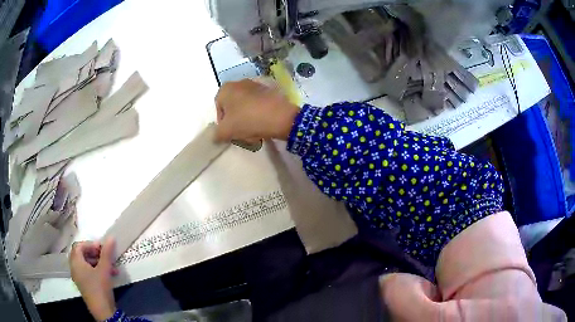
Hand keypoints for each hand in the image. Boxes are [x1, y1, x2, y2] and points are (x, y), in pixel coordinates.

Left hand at [70, 238, 117, 320]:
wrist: (102, 311)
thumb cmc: (100, 287)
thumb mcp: (104, 269)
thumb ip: (107, 253)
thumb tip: (111, 238)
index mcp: (76, 262)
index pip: (79, 246)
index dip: (90, 244)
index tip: (102, 248)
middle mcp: (74, 268)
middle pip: (81, 254)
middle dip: (94, 254)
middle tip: (105, 256)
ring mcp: (78, 277)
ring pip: (86, 264)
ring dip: (97, 263)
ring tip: (111, 268)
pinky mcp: (84, 285)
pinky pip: (87, 272)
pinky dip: (96, 271)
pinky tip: (108, 276)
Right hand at [214, 79, 299, 141]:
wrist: (280, 116)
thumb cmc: (247, 120)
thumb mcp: (226, 131)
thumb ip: (217, 134)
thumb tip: (216, 137)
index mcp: (226, 89)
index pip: (218, 109)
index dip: (223, 123)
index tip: (230, 133)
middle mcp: (239, 83)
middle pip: (233, 107)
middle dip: (236, 121)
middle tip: (241, 134)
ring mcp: (256, 85)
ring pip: (246, 107)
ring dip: (247, 119)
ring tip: (253, 132)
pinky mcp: (270, 91)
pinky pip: (258, 105)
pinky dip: (258, 114)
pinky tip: (263, 125)